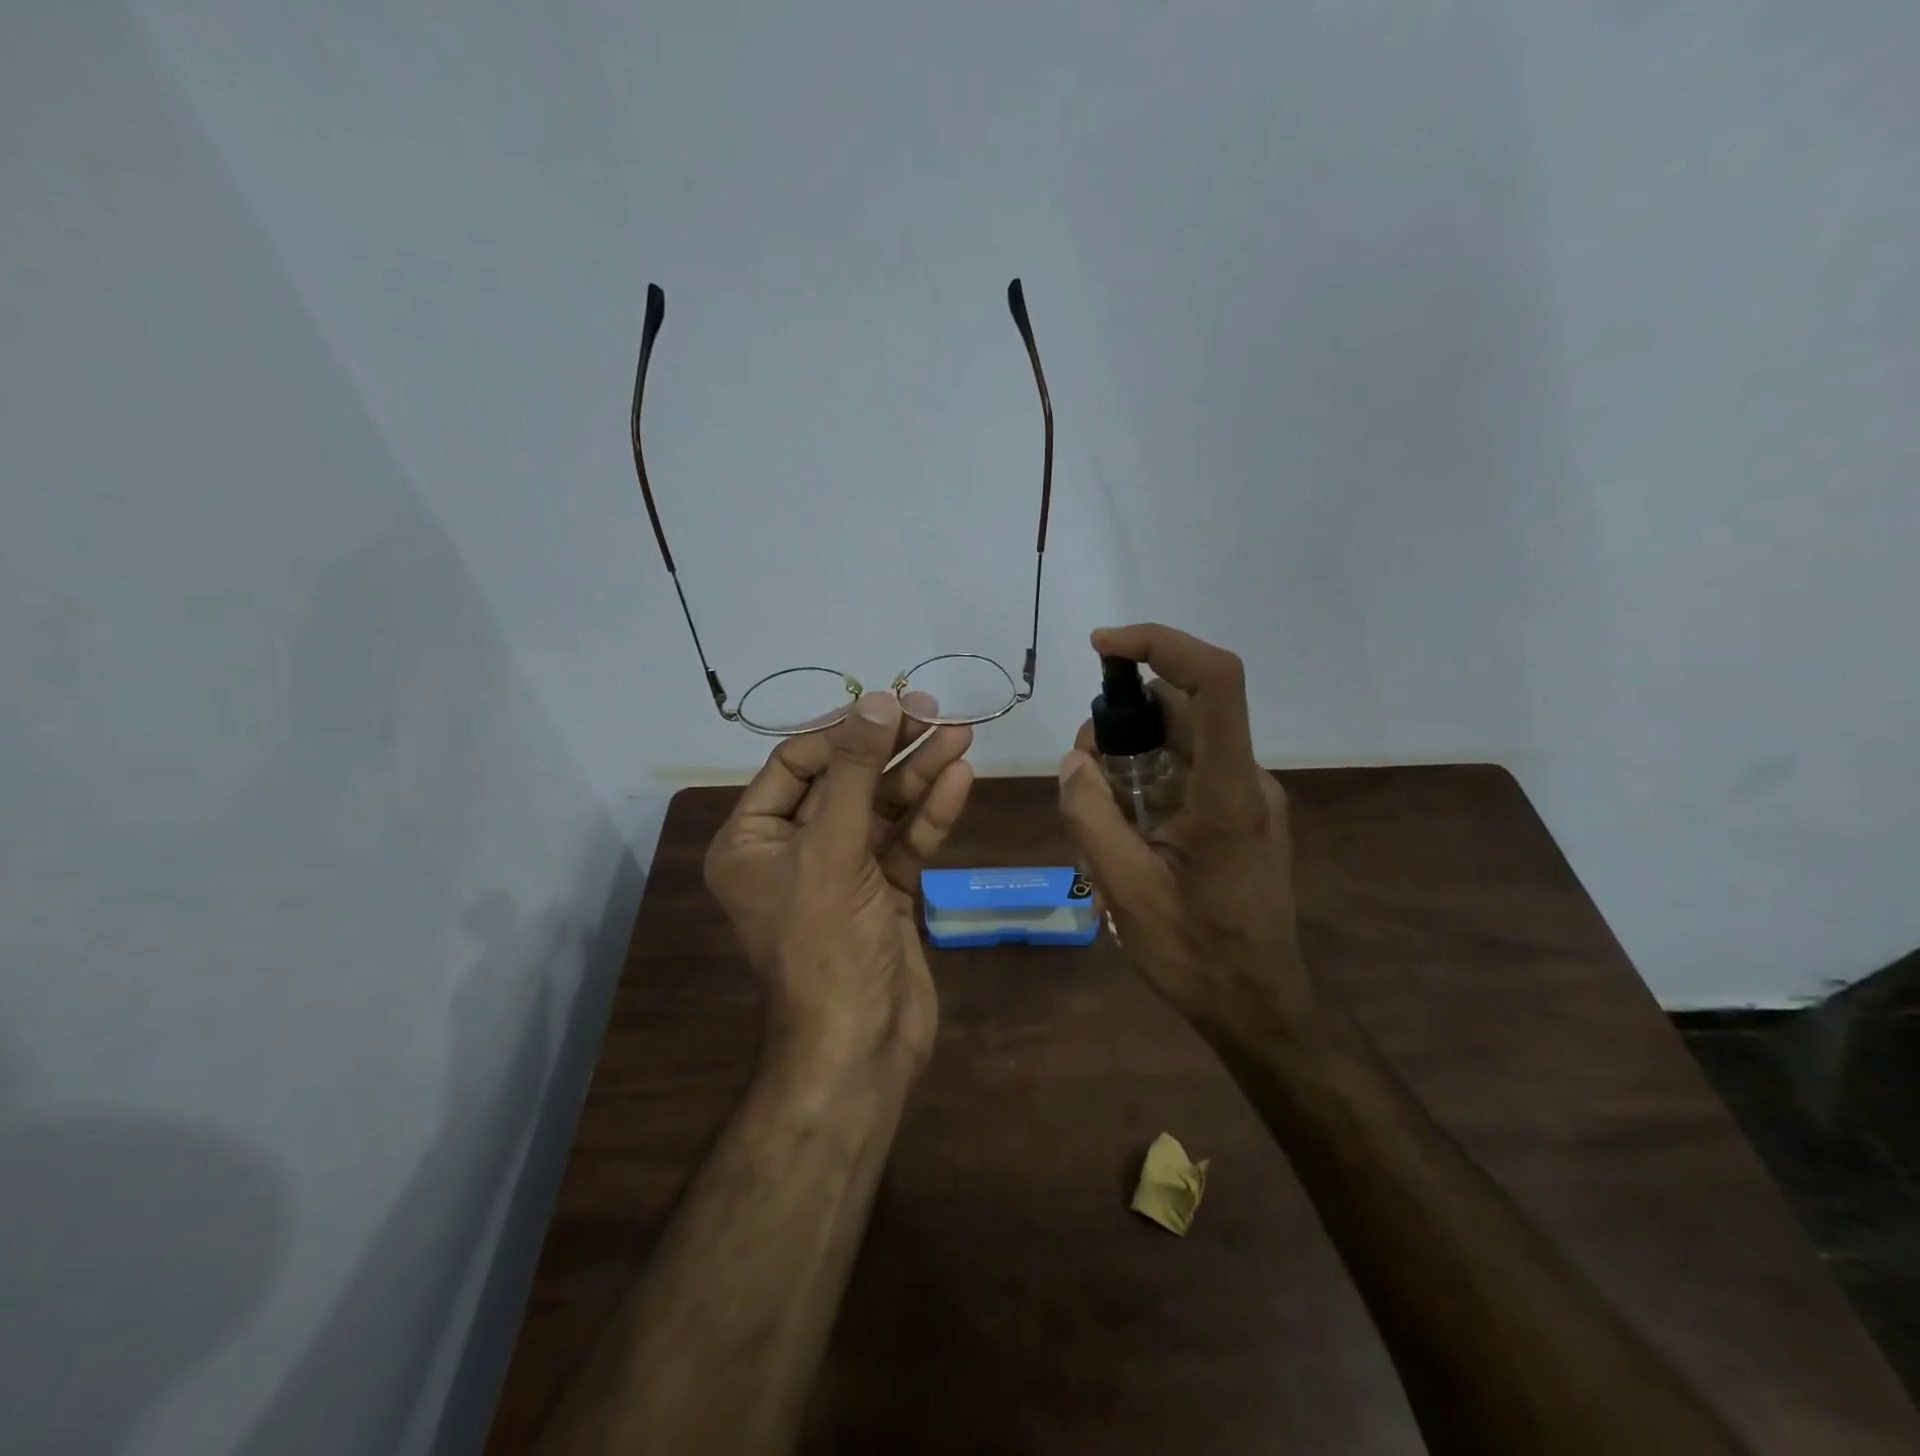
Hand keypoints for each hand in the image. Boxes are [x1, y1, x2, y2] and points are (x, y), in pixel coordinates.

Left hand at [704, 691, 974, 1076]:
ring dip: (920, 775)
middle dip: (890, 749)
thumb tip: (875, 701)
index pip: (795, 764)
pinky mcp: (882, 894)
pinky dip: (930, 815)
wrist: (860, 1049)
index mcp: (752, 840)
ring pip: (881, 810)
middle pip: (844, 782)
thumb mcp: (832, 851)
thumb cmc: (827, 946)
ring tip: (962, 735)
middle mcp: (792, 851)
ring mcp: (841, 873)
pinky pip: (904, 843)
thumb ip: (854, 773)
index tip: (891, 706)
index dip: (843, 732)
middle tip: (937, 713)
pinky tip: (960, 780)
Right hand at [1057, 624, 1306, 1041]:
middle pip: (1182, 708)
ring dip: (1128, 755)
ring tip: (1097, 814)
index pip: (1215, 681)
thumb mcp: (1125, 889)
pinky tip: (1121, 829)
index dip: (1160, 644)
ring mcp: (1244, 795)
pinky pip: (1184, 770)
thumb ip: (1091, 816)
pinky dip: (1144, 779)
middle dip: (1120, 719)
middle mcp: (1245, 778)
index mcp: (1227, 791)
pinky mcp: (1237, 812)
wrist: (1258, 1004)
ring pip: (1178, 739)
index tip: (1103, 647)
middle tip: (1081, 770)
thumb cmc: (1196, 953)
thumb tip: (1073, 762)